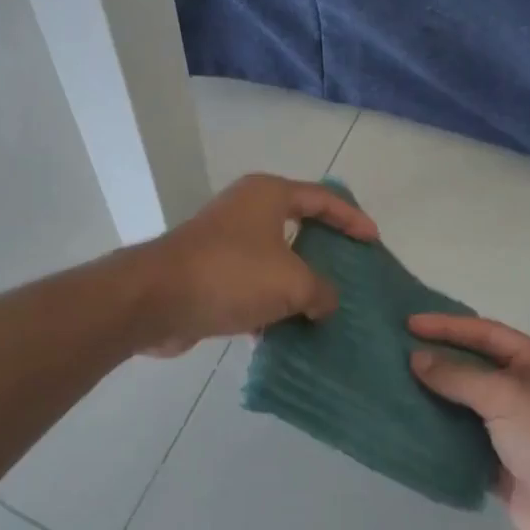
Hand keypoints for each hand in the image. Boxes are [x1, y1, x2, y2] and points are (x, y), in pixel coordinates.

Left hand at [137, 174, 377, 355]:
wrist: (155, 299)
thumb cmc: (232, 274)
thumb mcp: (292, 282)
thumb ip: (321, 291)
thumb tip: (325, 303)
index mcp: (269, 195)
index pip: (322, 199)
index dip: (351, 218)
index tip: (373, 240)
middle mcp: (247, 210)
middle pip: (299, 226)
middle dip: (326, 252)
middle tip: (352, 273)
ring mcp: (225, 241)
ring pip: (275, 260)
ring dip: (298, 284)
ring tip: (326, 310)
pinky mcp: (210, 272)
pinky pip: (252, 285)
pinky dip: (271, 306)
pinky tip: (287, 334)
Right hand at [409, 315, 529, 529]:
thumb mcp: (506, 395)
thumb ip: (458, 376)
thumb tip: (416, 358)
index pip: (489, 334)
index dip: (449, 326)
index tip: (409, 323)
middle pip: (478, 369)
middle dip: (441, 361)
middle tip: (397, 353)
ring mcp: (522, 433)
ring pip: (471, 408)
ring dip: (439, 399)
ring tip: (397, 387)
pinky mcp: (508, 469)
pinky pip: (469, 444)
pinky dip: (445, 437)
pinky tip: (415, 428)